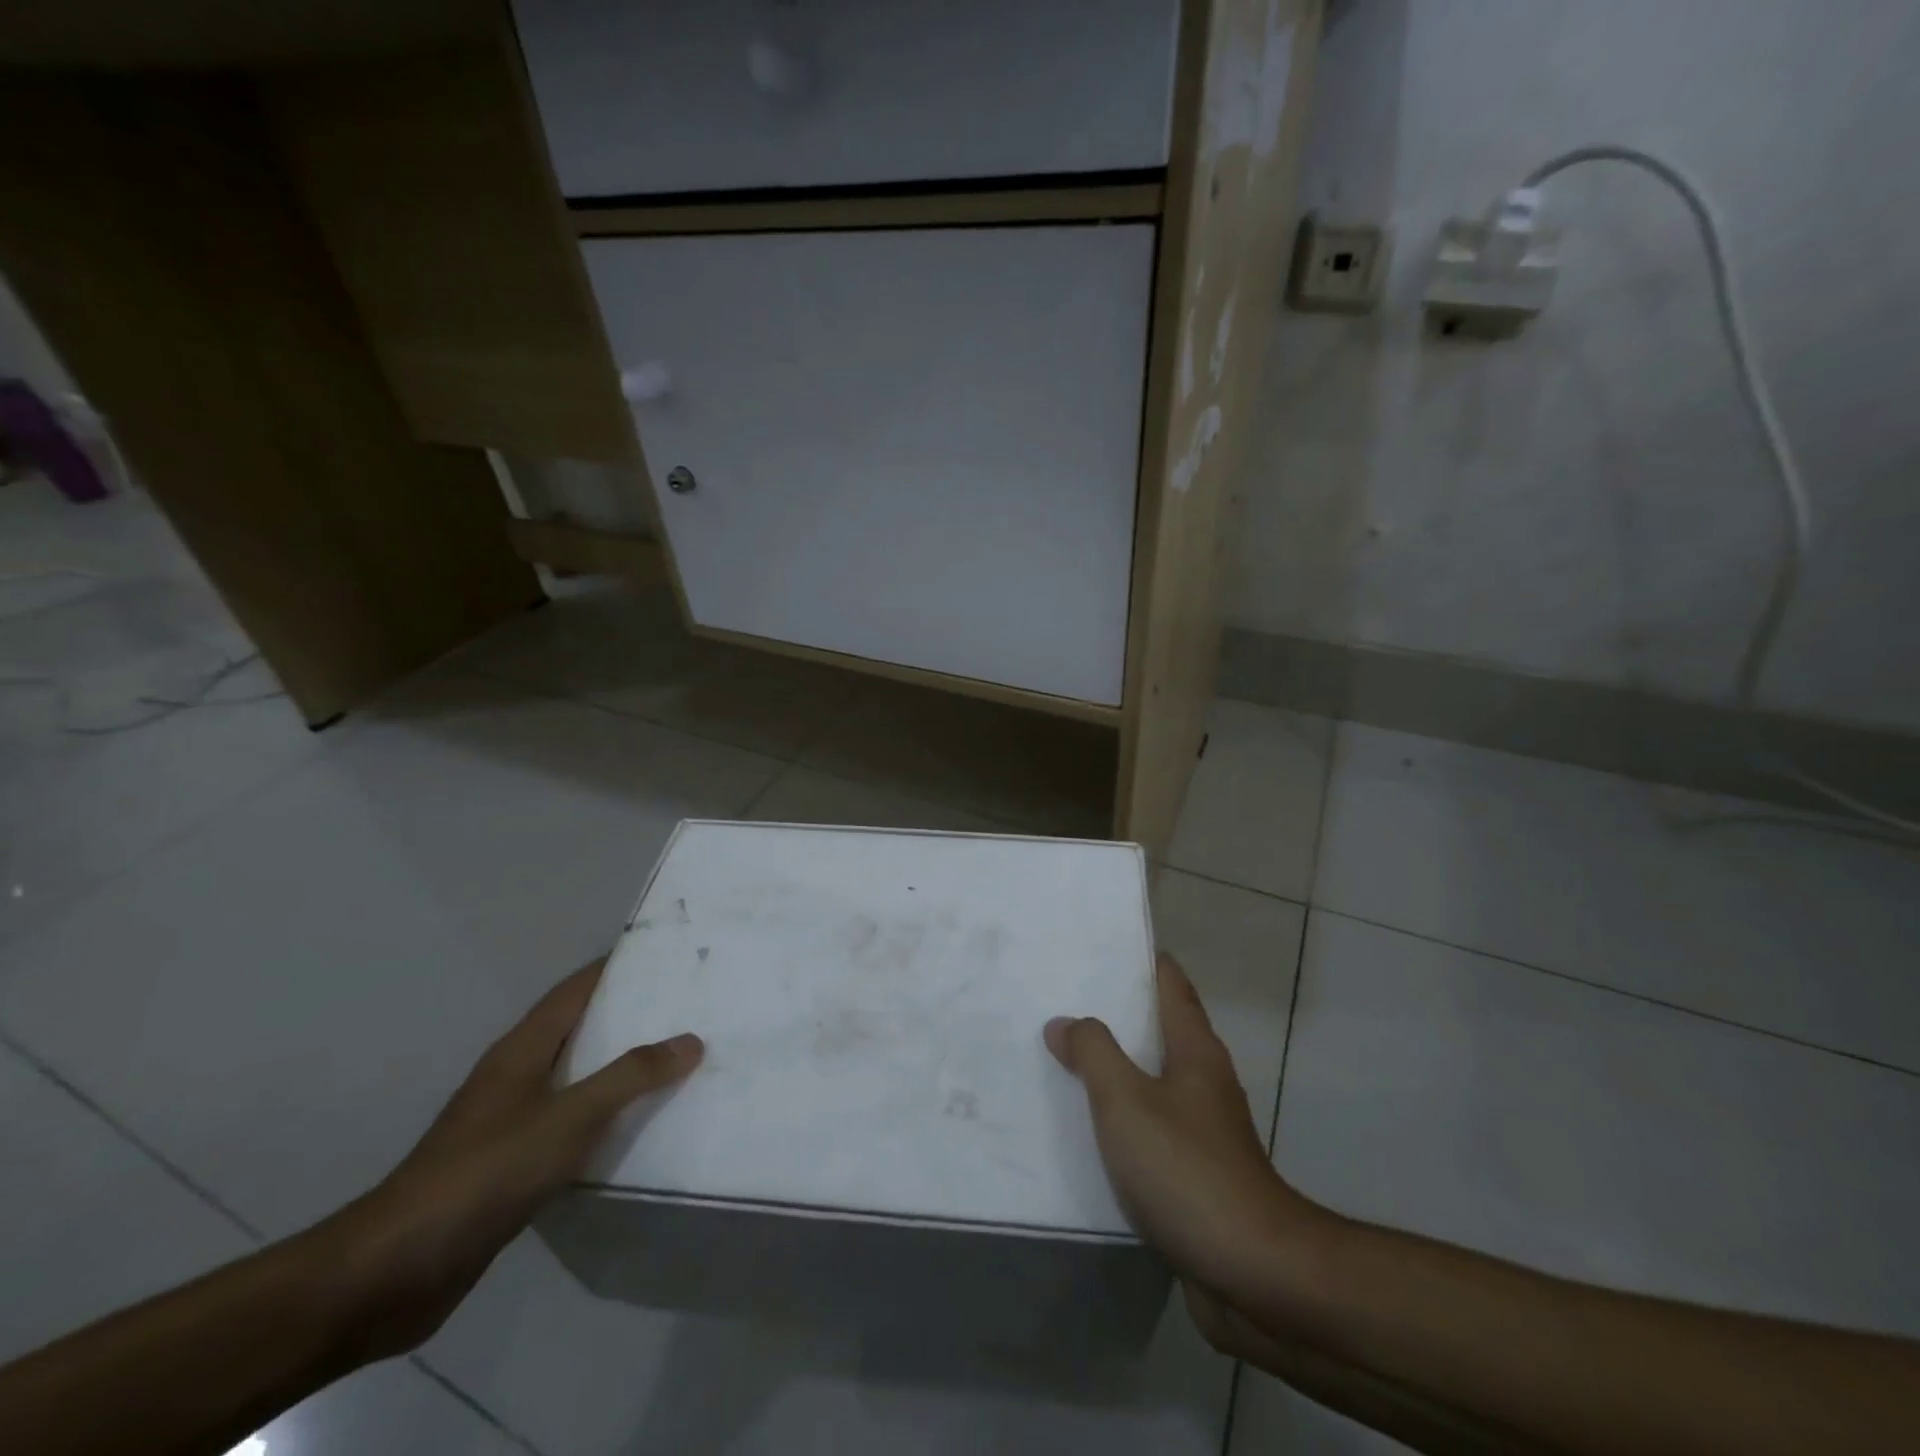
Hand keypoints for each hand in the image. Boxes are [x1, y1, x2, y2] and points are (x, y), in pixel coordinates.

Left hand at [316, 959, 702, 1359]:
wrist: (395, 1270)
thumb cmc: (486, 1172)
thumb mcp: (569, 1117)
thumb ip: (631, 1077)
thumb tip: (690, 1040)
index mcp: (523, 1049)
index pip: (576, 989)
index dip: (617, 967)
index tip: (666, 955)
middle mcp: (515, 1074)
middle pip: (579, 1028)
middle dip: (629, 1015)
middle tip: (686, 1007)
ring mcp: (508, 1120)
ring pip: (576, 1077)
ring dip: (619, 1067)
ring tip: (674, 1061)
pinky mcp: (508, 1164)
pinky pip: (569, 1123)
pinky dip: (603, 1116)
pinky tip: (634, 1128)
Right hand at [1045, 952, 1318, 1305]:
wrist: (1252, 1270)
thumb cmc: (1187, 1169)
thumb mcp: (1126, 1100)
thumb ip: (1092, 1053)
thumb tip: (1065, 1022)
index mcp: (1195, 1050)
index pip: (1171, 984)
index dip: (1142, 959)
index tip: (1103, 945)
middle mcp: (1204, 1080)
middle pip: (1160, 1028)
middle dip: (1118, 1012)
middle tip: (1066, 998)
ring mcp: (1204, 1128)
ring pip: (1153, 1078)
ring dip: (1116, 1065)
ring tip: (1067, 1057)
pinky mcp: (1197, 1171)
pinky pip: (1151, 1124)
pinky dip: (1121, 1114)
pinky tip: (1089, 1126)